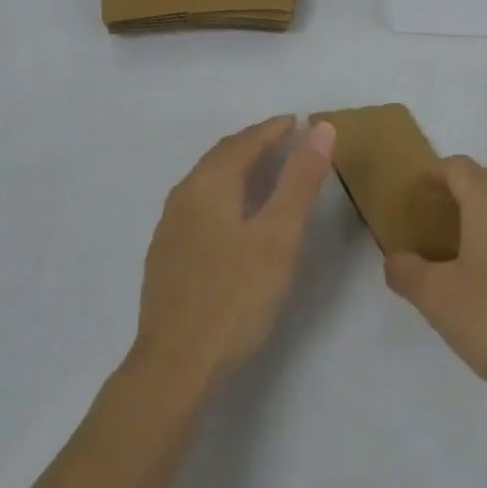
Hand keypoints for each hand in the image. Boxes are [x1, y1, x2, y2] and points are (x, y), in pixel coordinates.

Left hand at [131, 117, 334, 394]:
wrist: (174, 365)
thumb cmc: (234, 297)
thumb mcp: (278, 236)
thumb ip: (300, 180)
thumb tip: (320, 128)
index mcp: (208, 184)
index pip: (245, 141)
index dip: (274, 129)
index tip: (299, 122)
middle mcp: (183, 195)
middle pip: (222, 156)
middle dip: (255, 143)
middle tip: (286, 140)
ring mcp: (170, 226)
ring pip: (208, 180)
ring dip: (238, 167)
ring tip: (266, 170)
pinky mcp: (166, 254)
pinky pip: (199, 204)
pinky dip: (224, 193)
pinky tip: (235, 215)